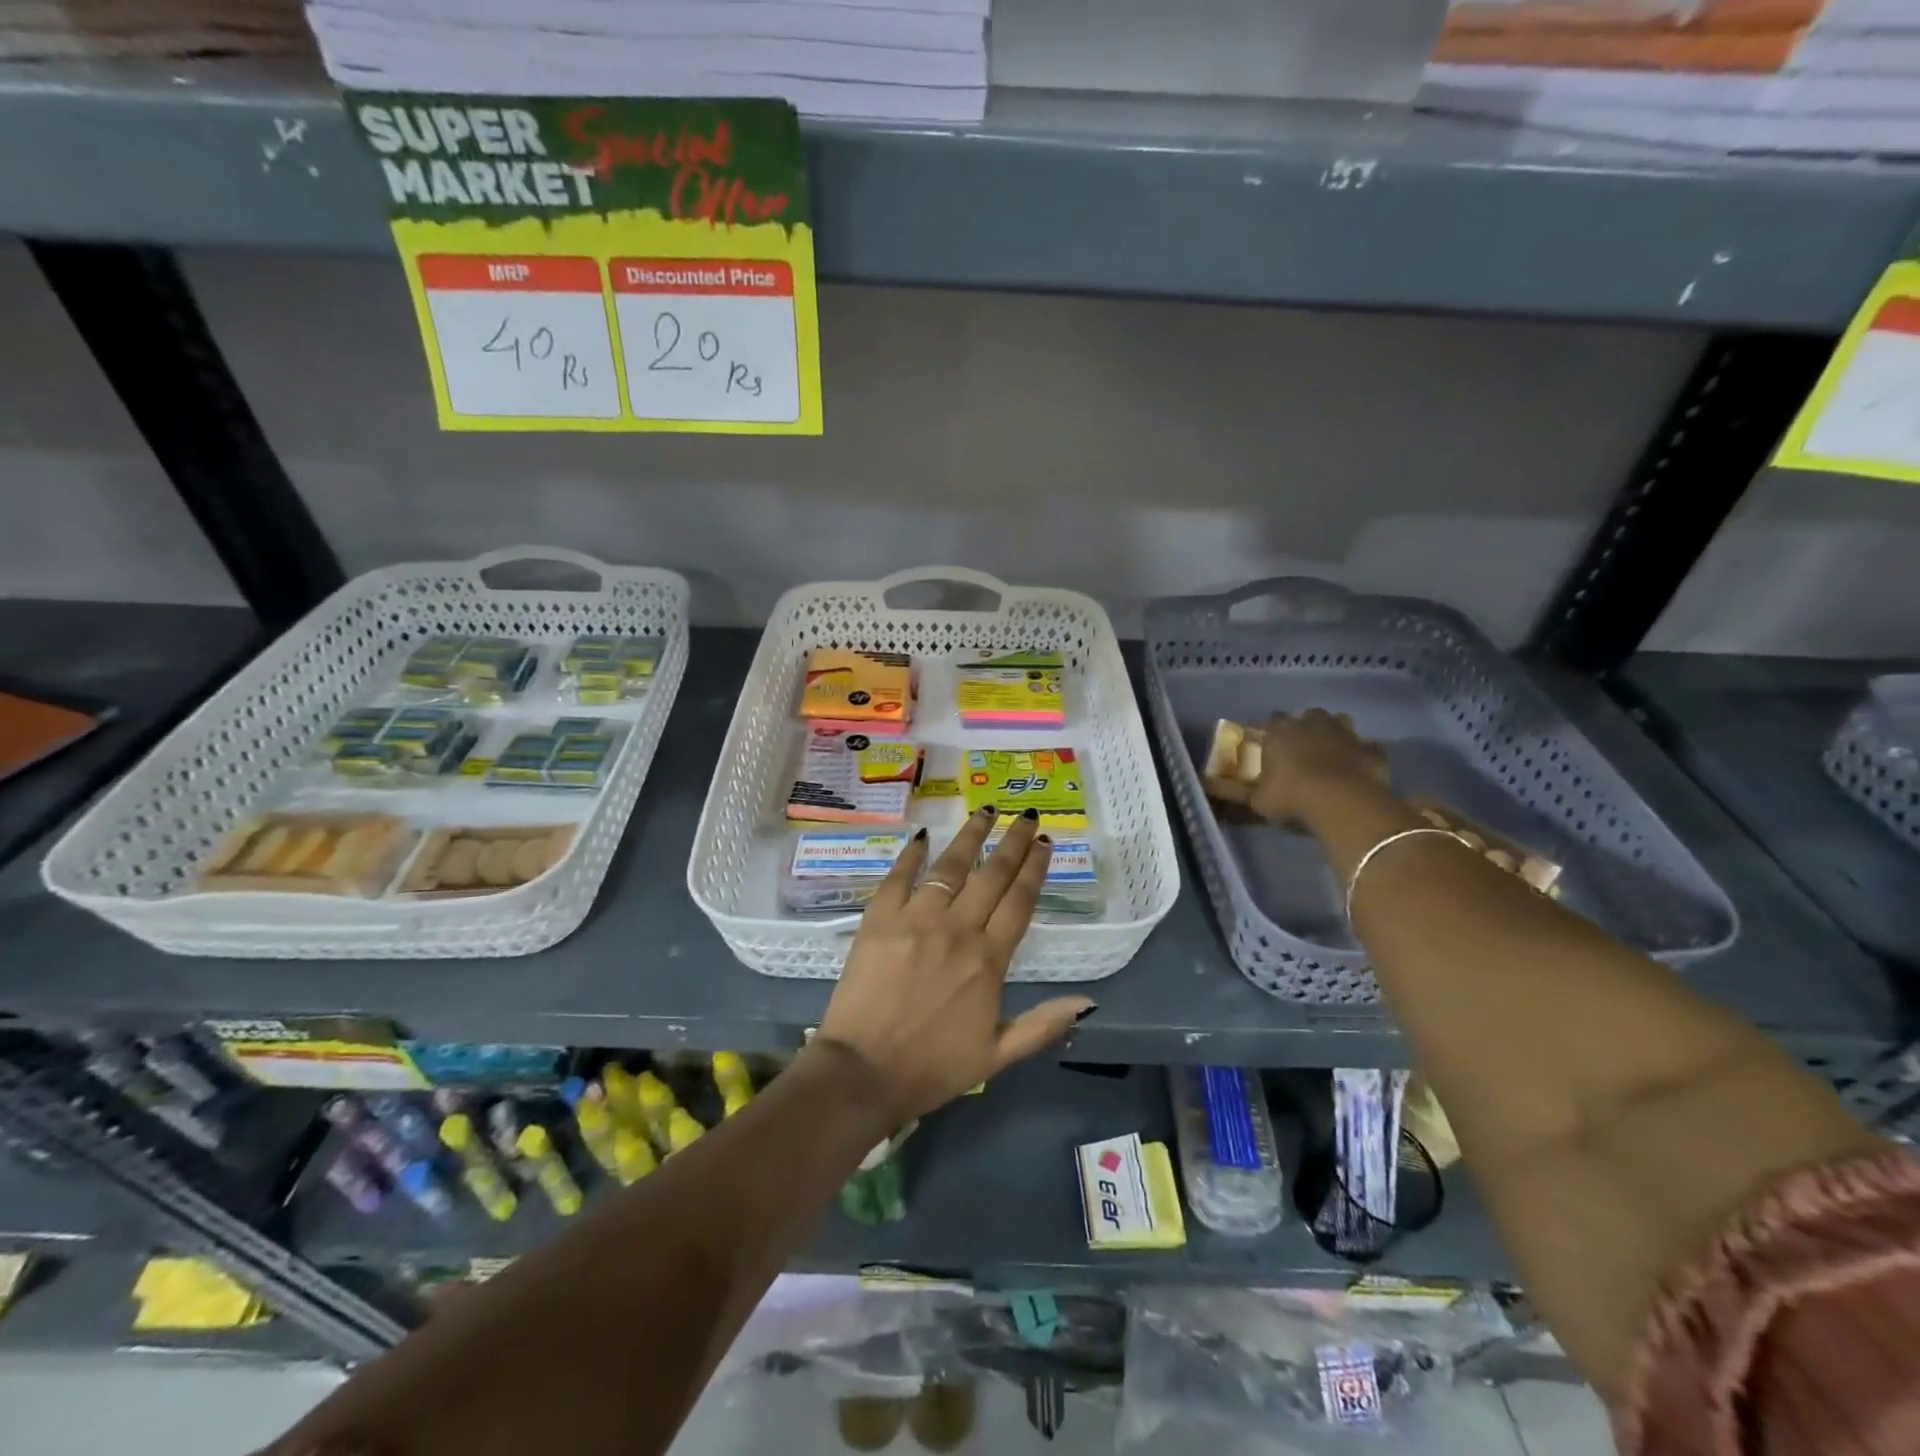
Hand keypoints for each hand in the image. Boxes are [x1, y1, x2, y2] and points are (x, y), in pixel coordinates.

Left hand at [813, 806, 1093, 1127]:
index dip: (1035, 869)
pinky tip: (922, 835)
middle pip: (992, 875)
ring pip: (950, 865)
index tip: (1045, 842)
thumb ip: (1043, 1025)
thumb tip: (1089, 1001)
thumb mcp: (997, 1055)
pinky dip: (911, 855)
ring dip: (971, 836)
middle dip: (1013, 842)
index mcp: (988, 960)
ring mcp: (916, 919)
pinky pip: (899, 877)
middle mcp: (957, 929)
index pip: (1020, 901)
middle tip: (1025, 816)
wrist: (863, 1072)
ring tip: (986, 811)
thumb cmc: (932, 1067)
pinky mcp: (879, 919)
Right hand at [1206, 709, 1389, 825]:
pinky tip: (1358, 767)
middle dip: (1304, 727)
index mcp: (1280, 731)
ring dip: (1334, 733)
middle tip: (1300, 747)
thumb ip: (1237, 793)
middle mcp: (1312, 723)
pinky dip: (1362, 754)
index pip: (1269, 721)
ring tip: (1330, 752)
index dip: (1268, 731)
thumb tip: (1209, 788)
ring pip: (1339, 723)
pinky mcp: (1371, 749)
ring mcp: (1346, 733)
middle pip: (1307, 716)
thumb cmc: (1291, 796)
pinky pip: (1366, 747)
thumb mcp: (1257, 800)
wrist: (1342, 801)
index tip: (1266, 743)